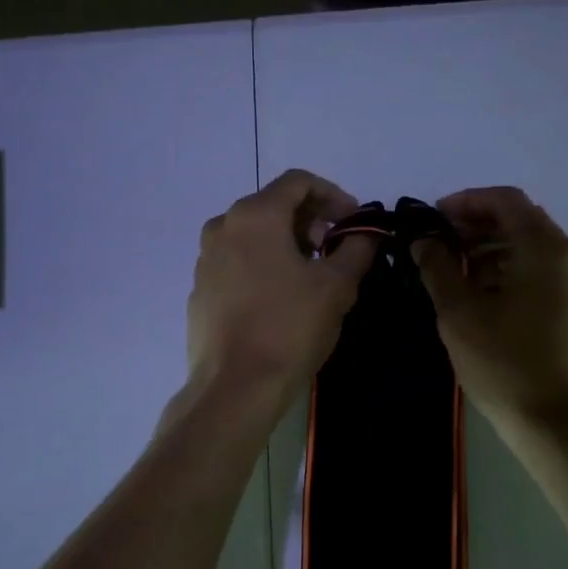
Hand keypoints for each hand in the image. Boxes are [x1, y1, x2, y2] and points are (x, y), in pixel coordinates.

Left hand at [186, 169, 377, 406]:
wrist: (235, 386)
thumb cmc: (289, 327)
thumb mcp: (337, 286)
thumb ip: (356, 249)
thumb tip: (367, 234)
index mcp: (255, 215)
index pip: (298, 182)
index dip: (333, 195)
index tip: (354, 222)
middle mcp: (223, 227)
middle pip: (273, 205)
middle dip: (311, 220)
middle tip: (337, 248)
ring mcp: (206, 259)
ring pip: (254, 234)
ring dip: (288, 242)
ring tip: (313, 273)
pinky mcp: (201, 289)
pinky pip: (237, 261)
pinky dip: (264, 263)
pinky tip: (282, 296)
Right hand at [413, 187, 567, 431]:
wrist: (558, 427)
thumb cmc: (505, 364)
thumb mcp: (460, 313)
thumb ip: (438, 266)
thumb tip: (423, 240)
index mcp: (547, 249)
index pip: (506, 200)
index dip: (466, 201)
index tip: (432, 217)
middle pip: (521, 221)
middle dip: (476, 225)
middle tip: (437, 243)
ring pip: (531, 249)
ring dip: (491, 249)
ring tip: (453, 271)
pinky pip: (542, 273)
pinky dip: (510, 271)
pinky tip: (480, 295)